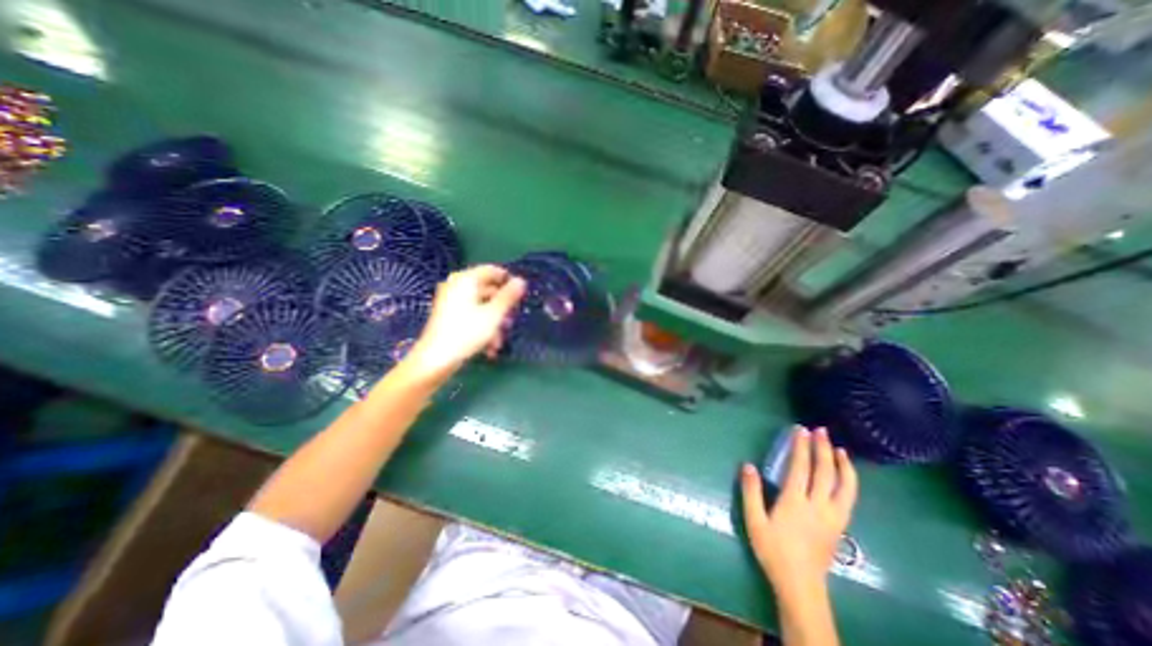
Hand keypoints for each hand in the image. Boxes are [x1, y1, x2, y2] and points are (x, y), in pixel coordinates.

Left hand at [403, 265, 524, 379]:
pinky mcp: (449, 315)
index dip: (508, 281)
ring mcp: (451, 301)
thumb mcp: (493, 315)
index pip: (492, 271)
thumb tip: (521, 281)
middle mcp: (457, 286)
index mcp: (466, 280)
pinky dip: (483, 327)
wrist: (436, 359)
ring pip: (482, 306)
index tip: (520, 296)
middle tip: (511, 321)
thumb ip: (508, 296)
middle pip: (488, 290)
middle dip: (502, 307)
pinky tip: (489, 347)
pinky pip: (472, 315)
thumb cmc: (466, 333)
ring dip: (494, 322)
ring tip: (499, 342)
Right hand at [743, 430, 858, 600]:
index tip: (800, 430)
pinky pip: (848, 498)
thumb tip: (748, 465)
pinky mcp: (840, 526)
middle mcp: (818, 506)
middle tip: (821, 430)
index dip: (800, 447)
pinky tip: (846, 475)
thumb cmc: (773, 550)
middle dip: (822, 449)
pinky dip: (849, 482)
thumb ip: (751, 492)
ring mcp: (833, 517)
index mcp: (795, 502)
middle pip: (824, 472)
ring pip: (844, 486)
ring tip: (839, 449)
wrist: (801, 585)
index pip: (800, 468)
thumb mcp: (754, 521)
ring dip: (842, 465)